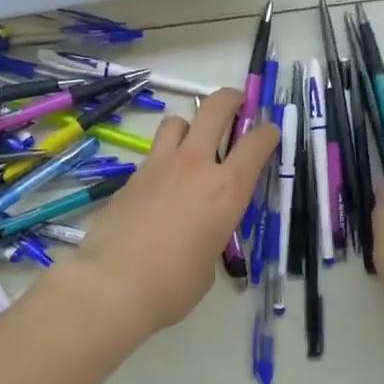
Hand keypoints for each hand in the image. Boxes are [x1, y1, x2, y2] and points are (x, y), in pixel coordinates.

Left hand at [65, 88, 278, 336]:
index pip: (256, 143)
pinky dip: (164, 157)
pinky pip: (153, 153)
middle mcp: (196, 165)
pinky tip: (162, 182)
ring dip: (189, 126)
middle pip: (214, 109)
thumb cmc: (174, 284)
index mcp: (227, 188)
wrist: (114, 284)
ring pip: (177, 122)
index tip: (269, 131)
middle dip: (229, 100)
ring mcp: (159, 165)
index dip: (267, 132)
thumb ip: (212, 234)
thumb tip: (202, 234)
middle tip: (236, 103)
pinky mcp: (132, 176)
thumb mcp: (210, 261)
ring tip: (191, 142)